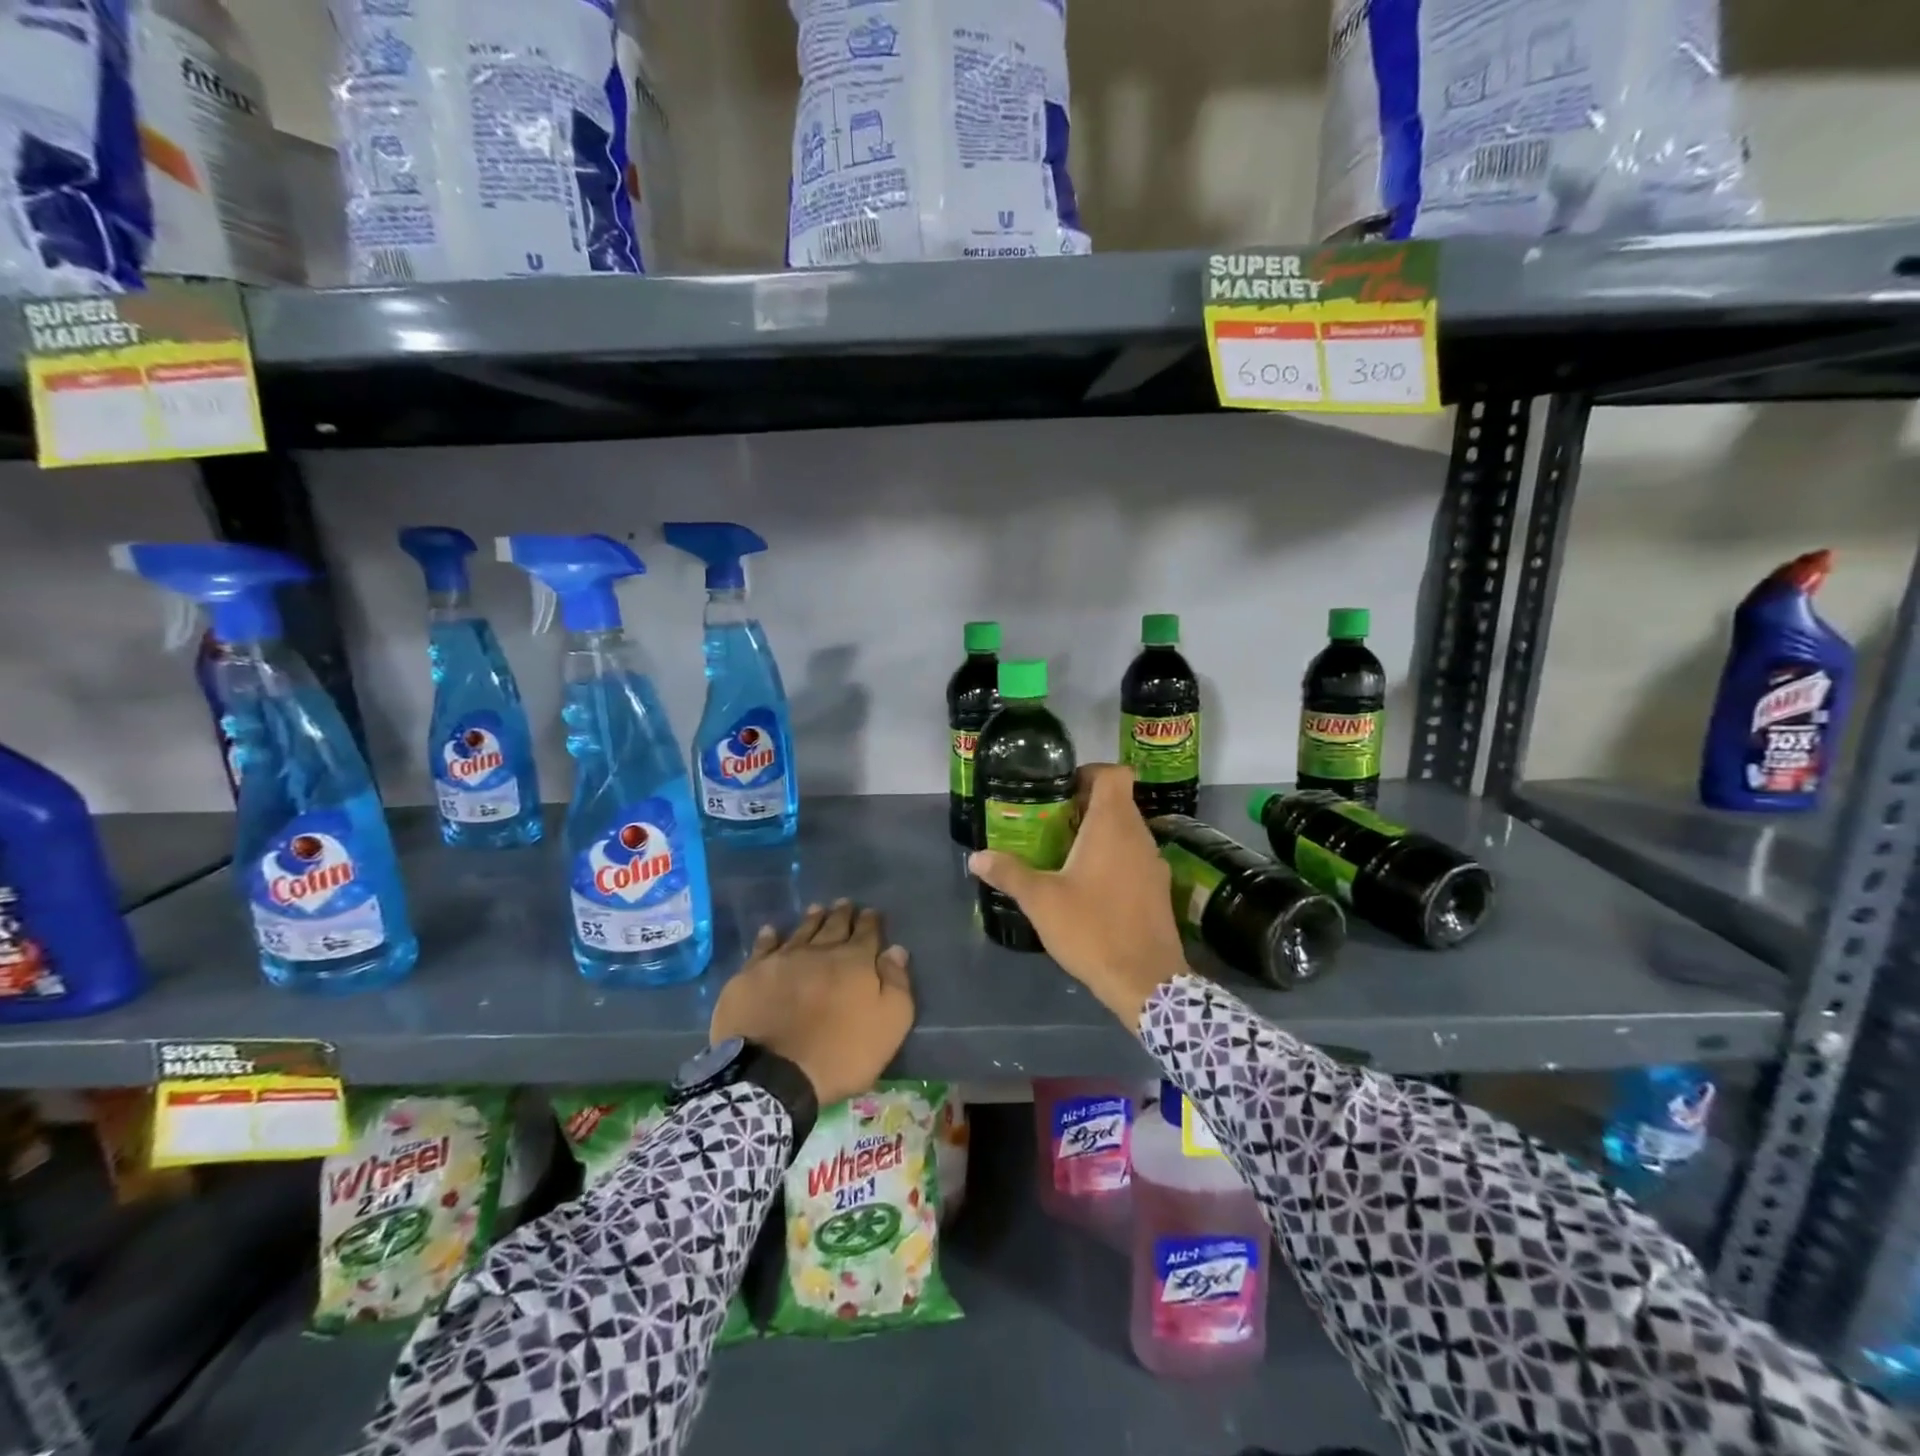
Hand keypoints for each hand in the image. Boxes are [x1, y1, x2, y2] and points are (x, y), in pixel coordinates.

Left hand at [710, 900, 913, 1107]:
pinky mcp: (752, 975)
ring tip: (817, 908)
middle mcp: (820, 951)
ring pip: (801, 931)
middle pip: (834, 926)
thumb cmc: (840, 1054)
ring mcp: (783, 960)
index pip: (867, 933)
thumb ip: (896, 984)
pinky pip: (763, 947)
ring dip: (812, 919)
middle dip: (842, 914)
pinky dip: (769, 937)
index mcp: (855, 962)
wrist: (774, 1074)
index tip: (872, 912)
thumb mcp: (889, 1024)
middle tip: (845, 903)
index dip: (871, 922)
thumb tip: (896, 950)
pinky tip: (771, 930)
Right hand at [969, 763, 1187, 1026]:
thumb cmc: (1092, 929)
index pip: (1115, 774)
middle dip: (1085, 806)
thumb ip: (1009, 873)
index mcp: (1113, 825)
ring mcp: (1154, 863)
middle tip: (1051, 823)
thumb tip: (976, 857)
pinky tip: (1090, 886)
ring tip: (1065, 854)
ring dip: (1099, 834)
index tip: (1062, 790)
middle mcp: (1139, 835)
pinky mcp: (1159, 889)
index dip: (1089, 773)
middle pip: (1117, 801)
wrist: (1145, 981)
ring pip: (1127, 831)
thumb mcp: (1041, 901)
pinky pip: (1134, 857)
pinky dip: (1114, 859)